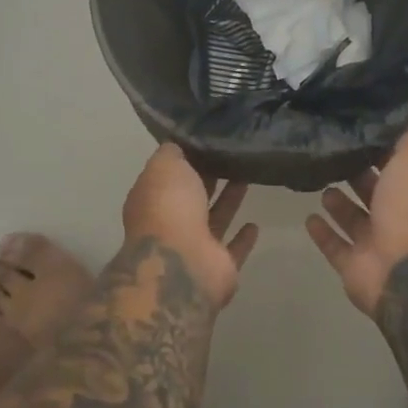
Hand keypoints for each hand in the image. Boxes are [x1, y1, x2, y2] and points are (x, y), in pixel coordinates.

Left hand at [122, 144, 257, 307]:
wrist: (183, 265)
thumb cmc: (169, 208)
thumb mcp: (165, 166)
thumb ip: (172, 153)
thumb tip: (178, 145)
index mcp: (152, 199)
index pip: (169, 175)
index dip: (186, 158)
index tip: (207, 140)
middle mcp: (170, 223)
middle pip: (192, 196)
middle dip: (208, 178)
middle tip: (232, 155)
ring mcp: (194, 247)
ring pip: (214, 219)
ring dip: (228, 201)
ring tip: (247, 177)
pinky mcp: (218, 266)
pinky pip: (233, 249)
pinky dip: (243, 239)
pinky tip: (255, 224)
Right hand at [305, 129, 407, 315]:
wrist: (405, 272)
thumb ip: (402, 140)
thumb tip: (387, 123)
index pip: (394, 163)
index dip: (375, 147)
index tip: (350, 129)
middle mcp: (397, 215)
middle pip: (372, 190)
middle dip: (354, 173)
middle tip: (328, 153)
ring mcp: (375, 243)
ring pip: (353, 218)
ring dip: (337, 203)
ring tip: (319, 183)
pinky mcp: (354, 266)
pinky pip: (334, 246)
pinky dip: (322, 233)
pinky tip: (308, 217)